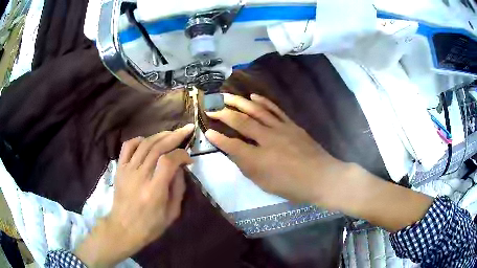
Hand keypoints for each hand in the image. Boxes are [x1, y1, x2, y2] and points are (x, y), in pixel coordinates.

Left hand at [75, 124, 193, 266]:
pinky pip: (128, 147)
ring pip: (145, 144)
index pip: (169, 161)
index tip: (189, 159)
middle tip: (186, 130)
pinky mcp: (120, 168)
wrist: (123, 228)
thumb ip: (178, 189)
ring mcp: (128, 170)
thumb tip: (180, 168)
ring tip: (171, 133)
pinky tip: (147, 141)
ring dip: (160, 135)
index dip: (181, 154)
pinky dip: (138, 140)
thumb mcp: (172, 214)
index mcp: (154, 190)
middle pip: (157, 147)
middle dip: (175, 136)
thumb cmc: (150, 225)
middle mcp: (140, 176)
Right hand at [205, 93, 349, 204]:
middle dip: (224, 114)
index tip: (208, 131)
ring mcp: (281, 129)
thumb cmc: (293, 186)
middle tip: (211, 107)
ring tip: (227, 96)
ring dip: (240, 102)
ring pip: (257, 111)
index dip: (218, 138)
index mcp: (259, 159)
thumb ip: (248, 167)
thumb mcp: (265, 184)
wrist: (321, 177)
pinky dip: (263, 102)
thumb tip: (234, 153)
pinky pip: (275, 110)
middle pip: (242, 122)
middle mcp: (267, 140)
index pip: (233, 145)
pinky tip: (253, 96)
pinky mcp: (291, 125)